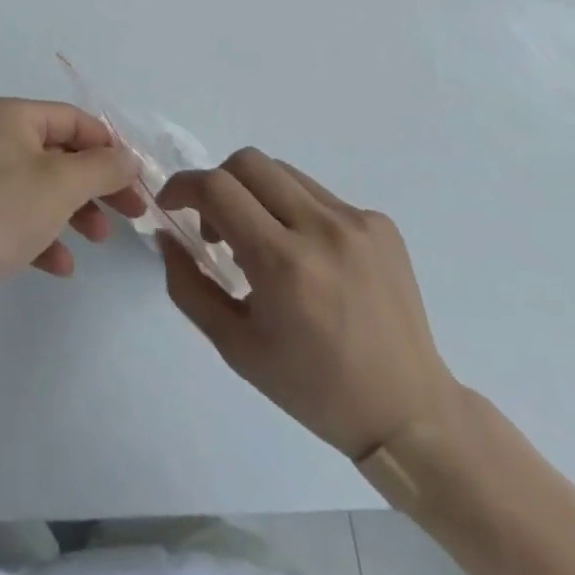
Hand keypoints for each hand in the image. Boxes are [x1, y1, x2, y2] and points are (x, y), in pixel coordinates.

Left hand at [0, 98, 144, 324]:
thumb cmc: (2, 213)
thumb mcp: (62, 184)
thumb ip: (103, 167)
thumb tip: (129, 158)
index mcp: (10, 116)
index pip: (72, 119)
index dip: (108, 146)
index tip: (137, 178)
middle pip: (60, 154)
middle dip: (96, 183)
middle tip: (131, 210)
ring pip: (43, 187)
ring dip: (75, 211)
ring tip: (98, 238)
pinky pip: (21, 217)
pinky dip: (45, 236)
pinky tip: (61, 266)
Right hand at [158, 150, 460, 462]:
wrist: (408, 412)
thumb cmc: (312, 388)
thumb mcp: (235, 348)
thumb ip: (188, 285)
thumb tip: (166, 233)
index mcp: (284, 265)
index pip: (216, 188)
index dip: (182, 186)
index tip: (172, 205)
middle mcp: (322, 229)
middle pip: (247, 162)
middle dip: (217, 183)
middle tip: (216, 228)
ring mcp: (357, 221)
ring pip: (283, 173)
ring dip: (256, 195)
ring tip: (263, 243)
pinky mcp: (380, 223)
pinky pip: (319, 195)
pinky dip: (296, 212)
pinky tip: (308, 258)